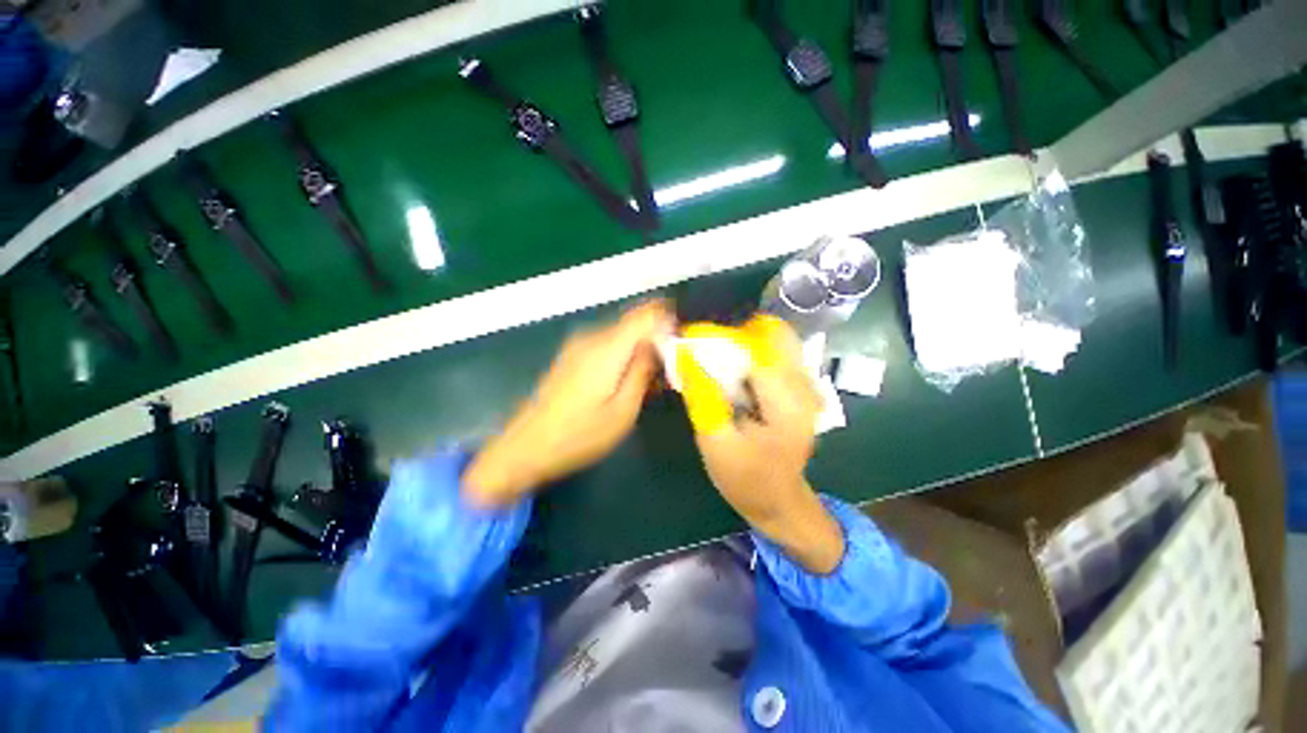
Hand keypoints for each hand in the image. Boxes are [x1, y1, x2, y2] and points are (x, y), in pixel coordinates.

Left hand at [463, 301, 674, 507]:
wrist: (526, 447)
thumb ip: (643, 372)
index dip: (668, 316)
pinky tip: (628, 382)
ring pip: (622, 335)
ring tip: (653, 381)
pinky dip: (625, 356)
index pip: (645, 314)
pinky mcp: (572, 356)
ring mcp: (578, 345)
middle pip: (635, 323)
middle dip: (657, 338)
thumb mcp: (623, 411)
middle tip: (673, 367)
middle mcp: (592, 337)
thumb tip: (658, 344)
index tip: (685, 333)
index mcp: (607, 348)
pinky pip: (608, 345)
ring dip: (641, 349)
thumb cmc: (579, 435)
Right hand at [678, 316, 844, 573]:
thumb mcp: (716, 442)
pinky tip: (730, 369)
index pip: (756, 349)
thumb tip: (685, 354)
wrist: (777, 502)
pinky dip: (750, 351)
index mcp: (788, 402)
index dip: (722, 337)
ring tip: (714, 356)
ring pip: (775, 339)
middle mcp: (804, 386)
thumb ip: (702, 397)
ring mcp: (806, 385)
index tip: (690, 337)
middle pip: (772, 334)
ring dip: (742, 340)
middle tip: (704, 347)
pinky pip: (775, 353)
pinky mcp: (798, 387)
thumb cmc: (746, 478)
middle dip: (734, 333)